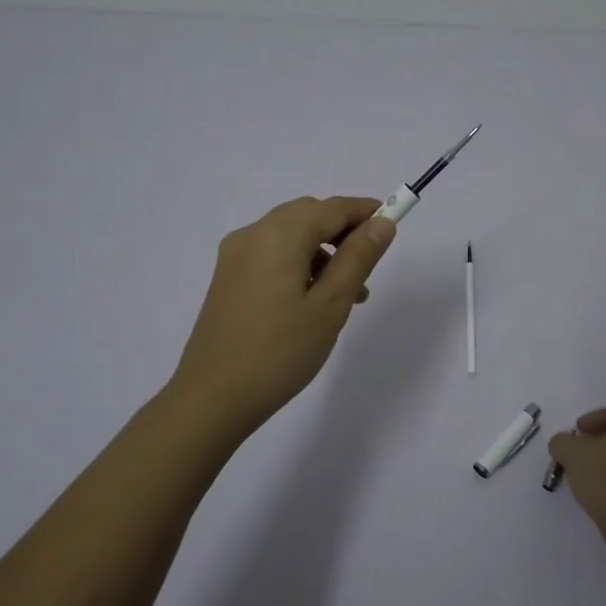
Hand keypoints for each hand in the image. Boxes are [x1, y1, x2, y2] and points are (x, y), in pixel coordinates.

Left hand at [169, 196, 396, 435]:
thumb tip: (381, 223)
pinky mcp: (227, 278)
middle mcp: (253, 235)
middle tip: (369, 267)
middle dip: (343, 232)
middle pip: (308, 216)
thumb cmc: (280, 352)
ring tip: (348, 295)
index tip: (393, 226)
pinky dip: (298, 264)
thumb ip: (358, 259)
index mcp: (279, 235)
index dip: (366, 212)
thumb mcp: (330, 305)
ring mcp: (235, 256)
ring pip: (290, 236)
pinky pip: (271, 255)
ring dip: (322, 252)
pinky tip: (313, 301)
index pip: (332, 208)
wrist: (212, 398)